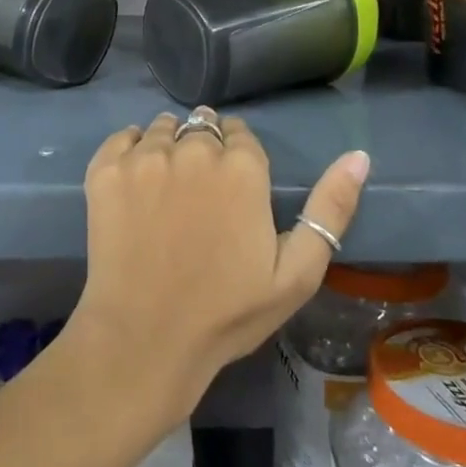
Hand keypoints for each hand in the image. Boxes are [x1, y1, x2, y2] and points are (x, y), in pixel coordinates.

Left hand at [71, 109, 369, 423]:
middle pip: (201, 126)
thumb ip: (330, 209)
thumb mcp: (297, 274)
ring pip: (162, 128)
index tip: (232, 185)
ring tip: (166, 188)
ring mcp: (145, 157)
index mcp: (242, 168)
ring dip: (168, 146)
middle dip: (204, 149)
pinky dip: (130, 150)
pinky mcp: (106, 170)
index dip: (237, 156)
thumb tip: (359, 155)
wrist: (144, 340)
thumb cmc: (226, 313)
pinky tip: (135, 182)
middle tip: (198, 193)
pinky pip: (122, 138)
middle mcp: (193, 148)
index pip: (240, 133)